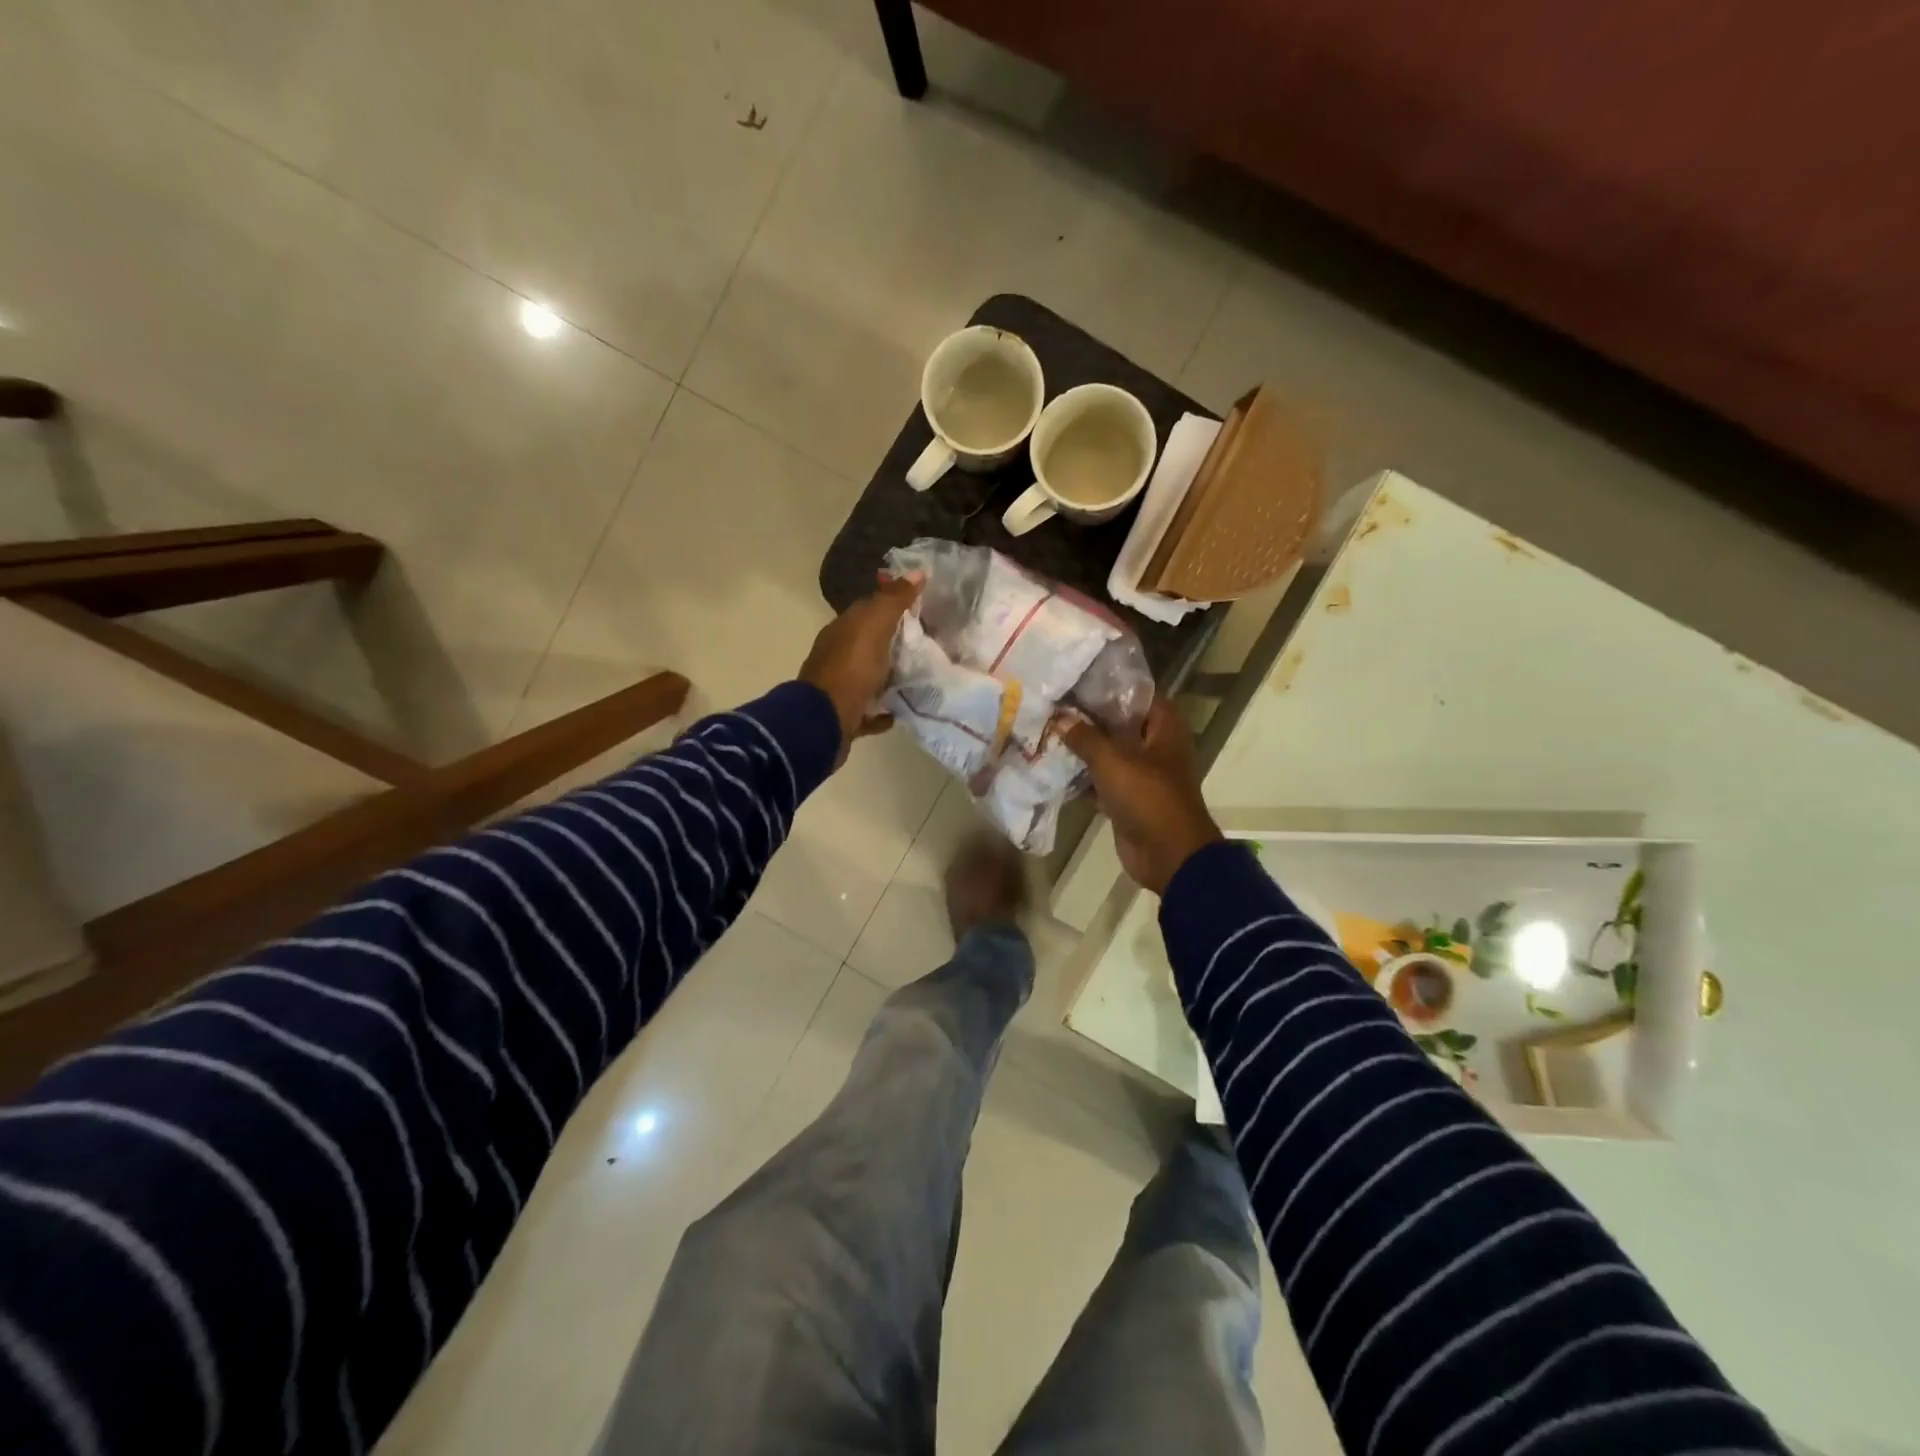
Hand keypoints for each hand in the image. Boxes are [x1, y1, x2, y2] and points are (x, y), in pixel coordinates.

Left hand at [798, 575, 920, 765]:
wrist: (824, 722)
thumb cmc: (850, 669)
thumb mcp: (874, 627)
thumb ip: (894, 600)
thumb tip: (917, 572)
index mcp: (842, 631)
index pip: (867, 610)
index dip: (892, 605)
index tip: (921, 606)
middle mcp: (838, 656)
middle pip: (869, 644)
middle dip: (893, 642)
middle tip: (927, 643)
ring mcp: (840, 688)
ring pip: (869, 677)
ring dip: (890, 675)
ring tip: (920, 676)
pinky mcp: (846, 717)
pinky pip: (869, 710)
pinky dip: (883, 709)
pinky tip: (900, 710)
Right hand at [1063, 699, 1222, 894]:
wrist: (1167, 854)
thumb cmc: (1148, 796)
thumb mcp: (1112, 760)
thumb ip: (1085, 737)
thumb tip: (1059, 718)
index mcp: (1164, 727)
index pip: (1137, 693)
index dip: (1109, 684)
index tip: (1077, 676)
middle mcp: (1156, 746)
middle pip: (1120, 723)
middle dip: (1089, 716)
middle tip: (1054, 702)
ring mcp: (1142, 774)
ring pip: (1109, 753)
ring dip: (1083, 747)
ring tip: (1047, 729)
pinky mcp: (1128, 799)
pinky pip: (1102, 781)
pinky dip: (1083, 777)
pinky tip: (1053, 766)